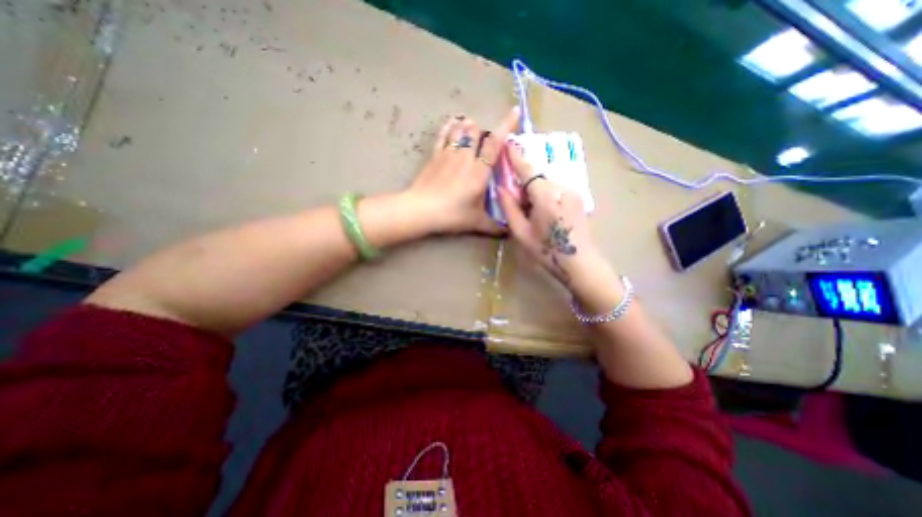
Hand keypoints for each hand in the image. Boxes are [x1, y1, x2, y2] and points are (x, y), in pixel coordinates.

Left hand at [404, 107, 520, 235]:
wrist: (421, 209)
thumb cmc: (451, 215)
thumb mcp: (476, 222)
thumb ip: (494, 227)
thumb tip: (508, 232)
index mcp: (479, 171)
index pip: (495, 143)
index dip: (506, 125)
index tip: (515, 111)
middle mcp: (466, 157)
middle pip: (477, 132)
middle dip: (485, 132)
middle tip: (487, 142)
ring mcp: (448, 153)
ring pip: (461, 129)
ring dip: (469, 126)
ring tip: (472, 128)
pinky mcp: (435, 155)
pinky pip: (444, 134)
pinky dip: (450, 126)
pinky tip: (454, 123)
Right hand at [498, 144, 606, 289]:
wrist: (581, 263)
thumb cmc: (547, 251)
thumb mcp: (521, 233)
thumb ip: (509, 208)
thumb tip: (500, 188)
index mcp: (545, 196)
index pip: (527, 170)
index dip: (516, 157)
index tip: (508, 143)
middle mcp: (561, 188)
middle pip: (537, 176)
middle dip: (524, 182)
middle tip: (516, 201)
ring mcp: (572, 191)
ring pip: (547, 183)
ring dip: (535, 190)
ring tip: (531, 212)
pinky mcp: (578, 197)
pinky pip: (556, 189)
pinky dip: (545, 194)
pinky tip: (544, 212)